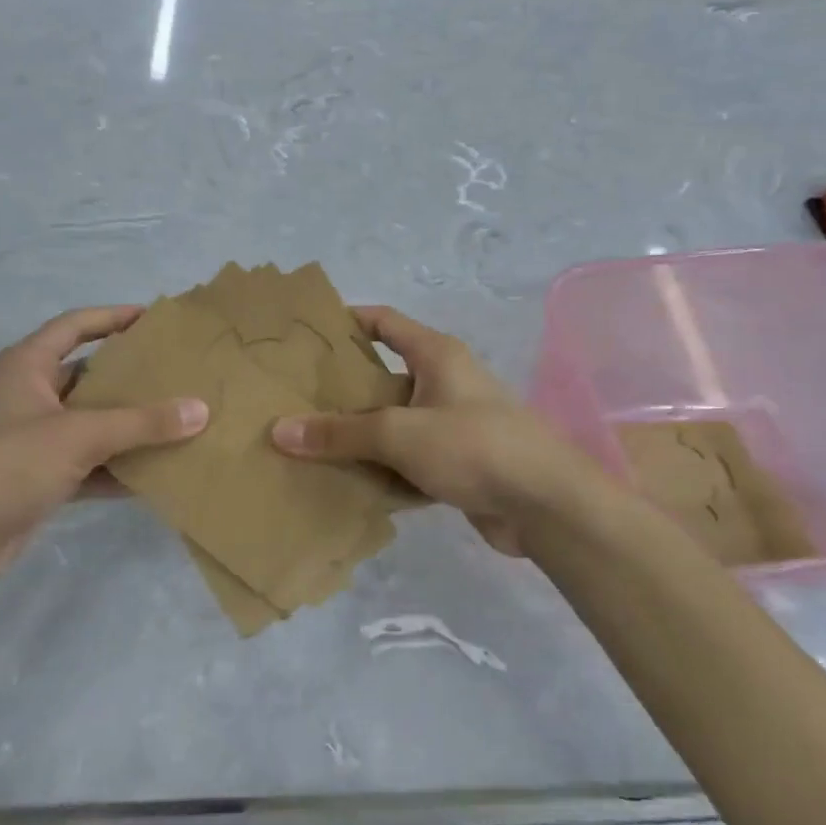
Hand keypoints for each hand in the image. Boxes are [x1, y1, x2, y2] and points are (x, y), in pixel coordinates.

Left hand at [0, 306, 206, 591]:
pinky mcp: (38, 479)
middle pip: (87, 376)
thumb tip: (201, 410)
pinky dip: (118, 468)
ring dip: (128, 426)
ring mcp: (33, 440)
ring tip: (178, 420)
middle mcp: (29, 396)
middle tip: (178, 374)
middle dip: (130, 376)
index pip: (74, 326)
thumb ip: (142, 422)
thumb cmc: (8, 464)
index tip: (154, 319)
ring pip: (91, 423)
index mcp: (26, 366)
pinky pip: (89, 464)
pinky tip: (156, 472)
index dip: (112, 317)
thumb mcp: (80, 435)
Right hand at [270, 305, 584, 554]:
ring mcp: (453, 424)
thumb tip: (280, 431)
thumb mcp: (399, 433)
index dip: (348, 320)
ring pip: (395, 423)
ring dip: (361, 436)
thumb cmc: (473, 445)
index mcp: (436, 355)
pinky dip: (384, 470)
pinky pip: (409, 460)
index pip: (385, 321)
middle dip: (343, 390)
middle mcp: (446, 382)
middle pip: (384, 376)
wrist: (545, 504)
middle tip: (296, 399)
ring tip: (310, 445)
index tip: (307, 333)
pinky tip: (349, 485)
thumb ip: (340, 433)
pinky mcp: (459, 464)